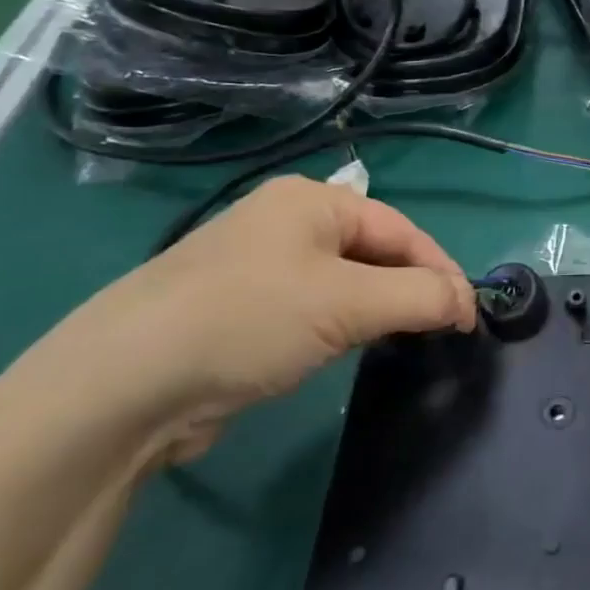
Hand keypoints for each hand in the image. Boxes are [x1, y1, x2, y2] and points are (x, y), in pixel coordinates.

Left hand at [26, 177, 474, 459]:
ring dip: (375, 311)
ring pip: (343, 284)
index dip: (441, 272)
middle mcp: (284, 223)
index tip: (470, 318)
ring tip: (396, 343)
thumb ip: (422, 297)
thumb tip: (468, 302)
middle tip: (437, 333)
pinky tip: (341, 352)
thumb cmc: (249, 320)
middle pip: (374, 253)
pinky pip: (310, 309)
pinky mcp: (237, 310)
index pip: (402, 230)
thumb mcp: (349, 304)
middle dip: (409, 291)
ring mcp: (256, 267)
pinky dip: (338, 328)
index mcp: (311, 201)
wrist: (119, 388)